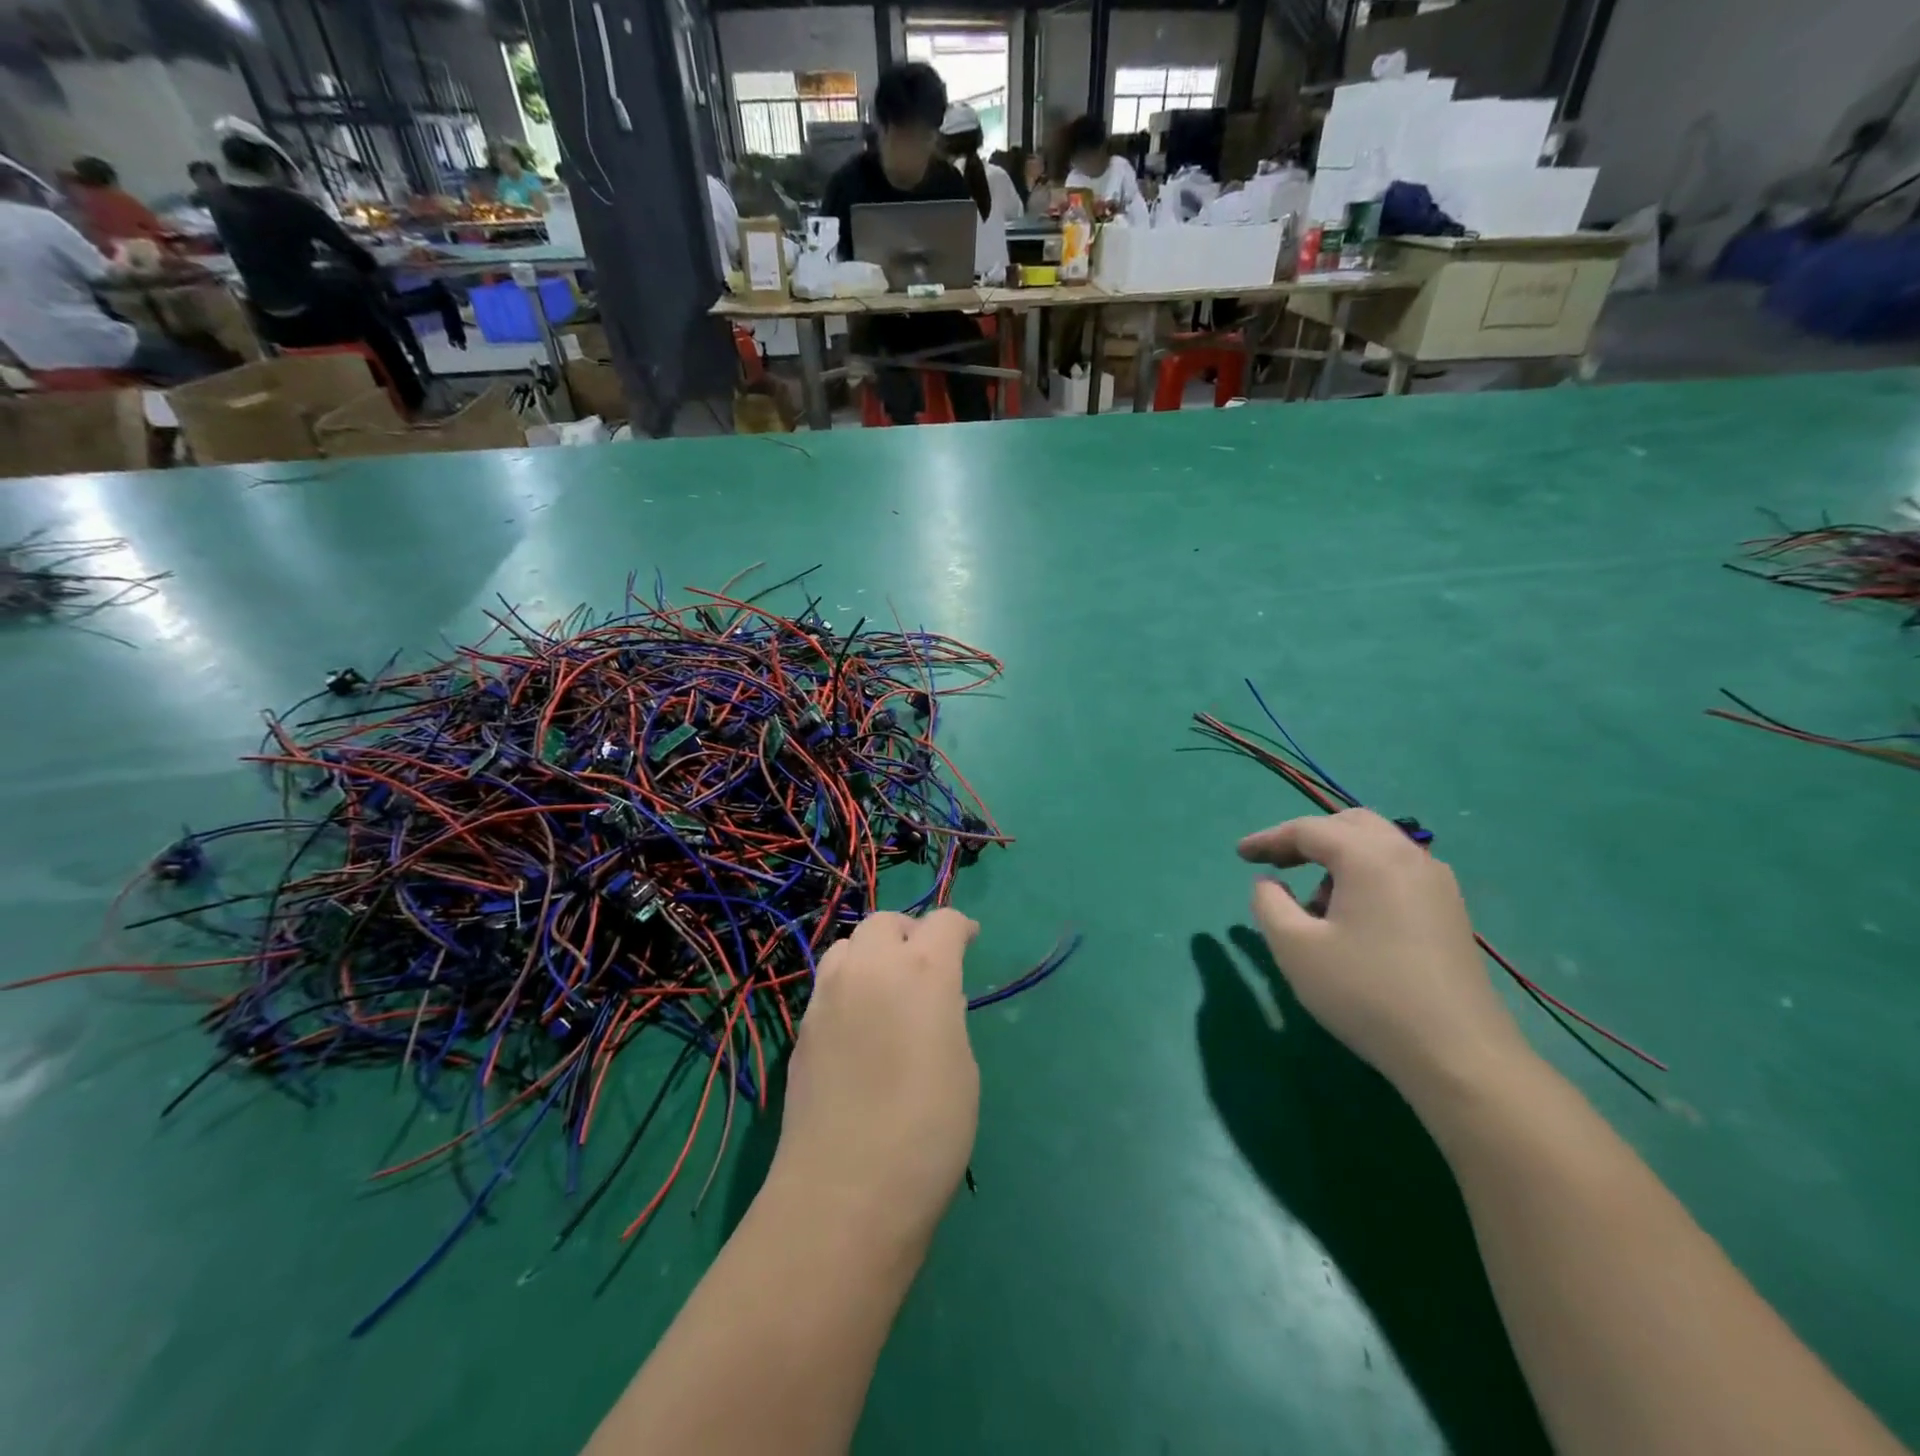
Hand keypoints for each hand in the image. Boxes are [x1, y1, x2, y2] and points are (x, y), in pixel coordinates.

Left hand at [768, 909, 979, 1242]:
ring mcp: (829, 994)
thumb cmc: (928, 1131)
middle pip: (886, 922)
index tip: (968, 941)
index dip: (959, 928)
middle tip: (925, 964)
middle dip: (910, 933)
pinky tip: (858, 1025)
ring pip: (848, 945)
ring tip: (886, 989)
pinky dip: (848, 985)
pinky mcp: (804, 1025)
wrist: (846, 1189)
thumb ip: (946, 1016)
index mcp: (923, 971)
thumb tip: (931, 1002)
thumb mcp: (961, 1066)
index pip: (943, 922)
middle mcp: (872, 967)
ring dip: (872, 954)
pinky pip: (828, 983)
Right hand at [1238, 809, 1531, 1096]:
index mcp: (1369, 856)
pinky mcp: (1450, 911)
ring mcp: (1437, 883)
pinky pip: (1398, 871)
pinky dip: (1365, 876)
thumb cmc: (1365, 993)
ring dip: (1338, 859)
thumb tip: (1269, 882)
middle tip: (1276, 863)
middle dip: (1307, 839)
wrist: (1457, 1054)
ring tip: (1312, 903)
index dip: (1268, 839)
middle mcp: (1408, 856)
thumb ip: (1268, 903)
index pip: (1308, 829)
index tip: (1240, 855)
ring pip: (1378, 846)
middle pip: (1349, 825)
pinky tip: (1353, 918)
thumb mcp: (1294, 947)